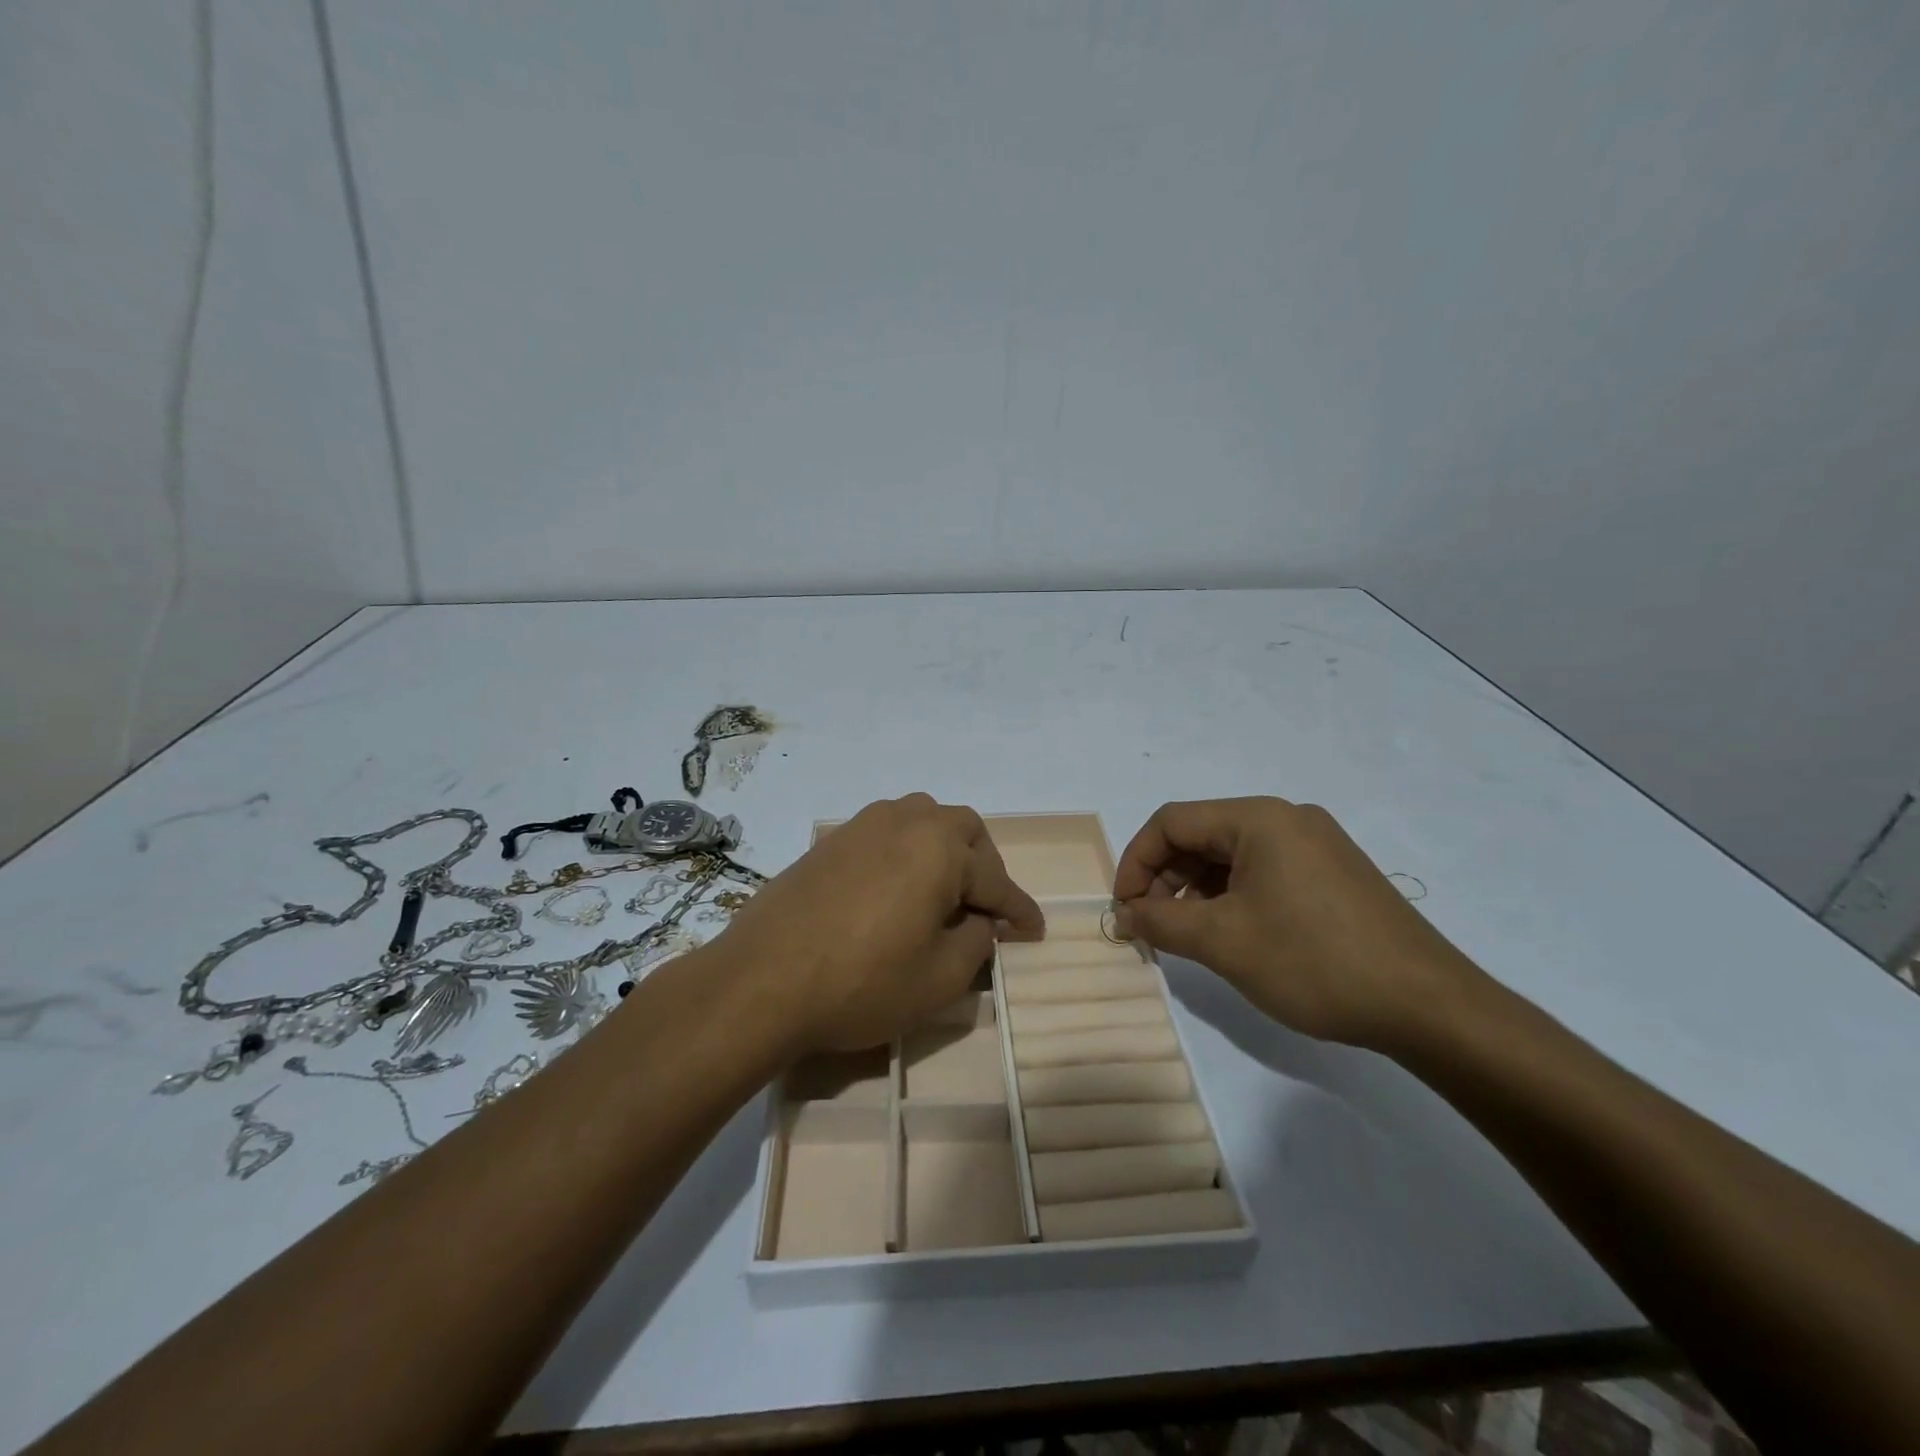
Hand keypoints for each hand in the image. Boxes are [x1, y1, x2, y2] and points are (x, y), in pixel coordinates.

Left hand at [717, 794, 1045, 1053]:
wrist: (761, 982)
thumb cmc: (862, 982)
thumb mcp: (939, 977)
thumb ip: (977, 942)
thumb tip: (984, 922)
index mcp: (939, 847)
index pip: (995, 879)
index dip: (1019, 910)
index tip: (1035, 931)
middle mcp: (904, 821)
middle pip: (962, 829)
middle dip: (983, 865)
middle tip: (984, 909)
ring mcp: (862, 826)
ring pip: (922, 820)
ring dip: (943, 850)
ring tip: (941, 895)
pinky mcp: (829, 841)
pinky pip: (885, 834)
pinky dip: (906, 854)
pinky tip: (895, 892)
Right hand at [1113, 797, 1485, 1053]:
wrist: (1430, 1007)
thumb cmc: (1314, 962)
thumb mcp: (1223, 942)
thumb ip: (1161, 922)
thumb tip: (1126, 915)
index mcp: (1259, 819)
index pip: (1172, 821)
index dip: (1136, 861)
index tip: (1124, 908)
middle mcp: (1288, 819)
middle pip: (1202, 835)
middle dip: (1165, 877)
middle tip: (1150, 924)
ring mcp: (1317, 845)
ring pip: (1233, 856)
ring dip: (1197, 889)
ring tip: (1186, 934)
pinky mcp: (1335, 874)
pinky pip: (1265, 871)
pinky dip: (1233, 896)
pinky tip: (1231, 933)